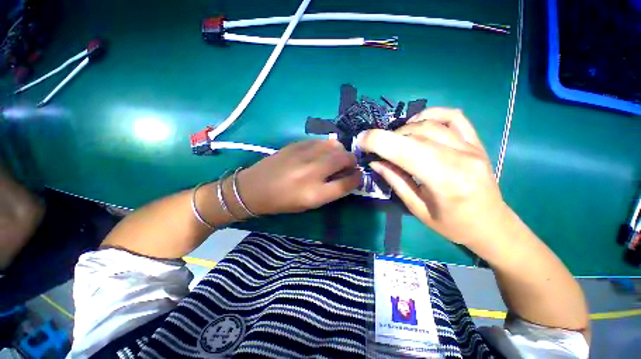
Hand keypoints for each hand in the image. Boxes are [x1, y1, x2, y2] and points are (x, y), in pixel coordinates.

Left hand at [237, 140, 360, 214]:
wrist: (254, 188)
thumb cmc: (283, 201)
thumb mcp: (309, 204)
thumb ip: (331, 191)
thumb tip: (348, 176)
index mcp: (315, 193)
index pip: (347, 183)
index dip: (357, 178)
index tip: (358, 175)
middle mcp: (312, 172)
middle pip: (345, 158)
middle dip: (352, 161)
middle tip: (348, 165)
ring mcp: (304, 155)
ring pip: (335, 145)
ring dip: (340, 151)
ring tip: (335, 158)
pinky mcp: (296, 144)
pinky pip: (320, 141)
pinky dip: (326, 146)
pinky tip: (321, 153)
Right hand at [357, 108, 507, 247]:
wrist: (491, 225)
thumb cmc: (452, 224)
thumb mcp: (417, 209)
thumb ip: (396, 181)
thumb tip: (375, 161)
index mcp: (445, 181)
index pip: (406, 150)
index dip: (379, 141)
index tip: (361, 140)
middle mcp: (460, 157)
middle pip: (416, 134)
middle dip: (387, 137)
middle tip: (375, 147)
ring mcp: (471, 146)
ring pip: (430, 124)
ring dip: (404, 130)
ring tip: (395, 141)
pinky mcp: (475, 142)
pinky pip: (453, 116)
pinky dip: (431, 114)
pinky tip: (418, 124)